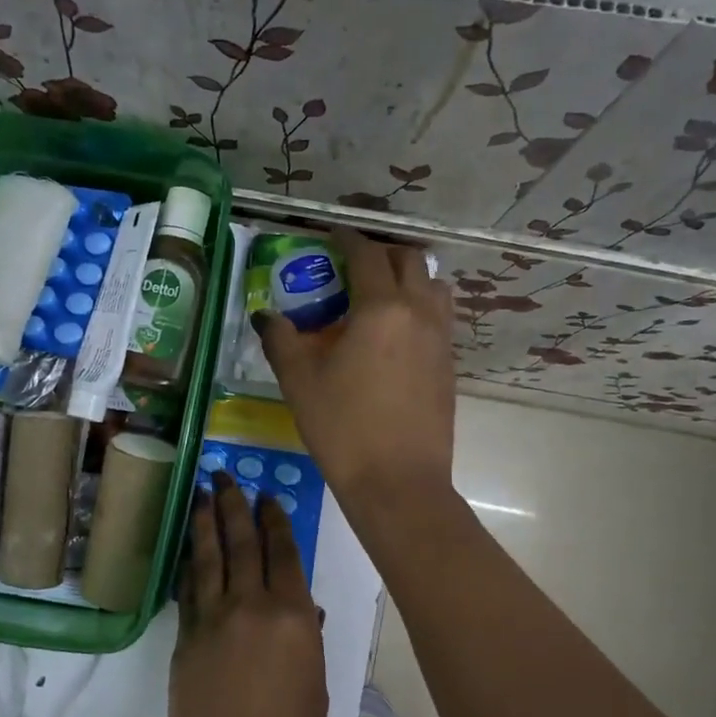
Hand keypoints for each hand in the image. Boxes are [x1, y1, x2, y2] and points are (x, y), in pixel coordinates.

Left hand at [169, 472, 328, 716]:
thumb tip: (298, 607)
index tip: (267, 496)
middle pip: (241, 542)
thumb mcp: (316, 683)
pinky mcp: (184, 635)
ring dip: (205, 521)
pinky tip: (188, 547)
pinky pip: (188, 587)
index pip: (282, 551)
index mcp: (292, 614)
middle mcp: (250, 604)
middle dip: (234, 504)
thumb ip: (305, 636)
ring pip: (208, 556)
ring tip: (202, 492)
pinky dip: (189, 562)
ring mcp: (212, 617)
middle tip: (226, 477)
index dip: (274, 519)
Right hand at [257, 227, 455, 507]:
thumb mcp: (300, 382)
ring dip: (409, 277)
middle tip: (353, 265)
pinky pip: (440, 316)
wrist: (397, 482)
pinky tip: (396, 332)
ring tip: (381, 294)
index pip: (367, 255)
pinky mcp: (448, 364)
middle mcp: (419, 312)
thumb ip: (282, 340)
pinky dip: (421, 306)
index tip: (331, 234)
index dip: (347, 238)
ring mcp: (441, 338)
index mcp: (381, 308)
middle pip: (409, 260)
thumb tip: (267, 317)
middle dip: (381, 252)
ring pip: (434, 285)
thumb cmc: (343, 428)